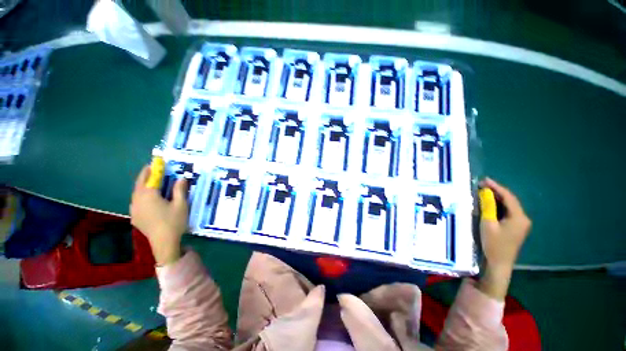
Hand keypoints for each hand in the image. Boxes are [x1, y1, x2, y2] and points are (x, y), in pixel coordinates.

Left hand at [130, 165, 188, 265]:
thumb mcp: (181, 204)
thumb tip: (181, 178)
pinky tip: (148, 199)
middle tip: (152, 169)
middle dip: (145, 175)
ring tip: (151, 182)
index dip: (153, 169)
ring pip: (136, 193)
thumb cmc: (174, 221)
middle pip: (139, 184)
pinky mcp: (135, 217)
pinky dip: (141, 195)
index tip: (156, 162)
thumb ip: (179, 190)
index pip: (149, 178)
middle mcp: (137, 200)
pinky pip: (136, 201)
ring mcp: (134, 209)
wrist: (164, 242)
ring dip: (142, 185)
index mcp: (148, 195)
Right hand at [477, 177, 531, 299]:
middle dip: (496, 192)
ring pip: (508, 206)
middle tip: (480, 185)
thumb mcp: (487, 223)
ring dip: (496, 199)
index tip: (484, 180)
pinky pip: (507, 212)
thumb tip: (484, 192)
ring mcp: (520, 224)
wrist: (498, 264)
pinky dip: (498, 207)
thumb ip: (487, 206)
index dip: (496, 187)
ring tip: (482, 192)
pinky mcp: (515, 228)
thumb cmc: (493, 244)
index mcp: (519, 217)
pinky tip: (488, 204)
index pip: (508, 197)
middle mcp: (523, 219)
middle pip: (510, 201)